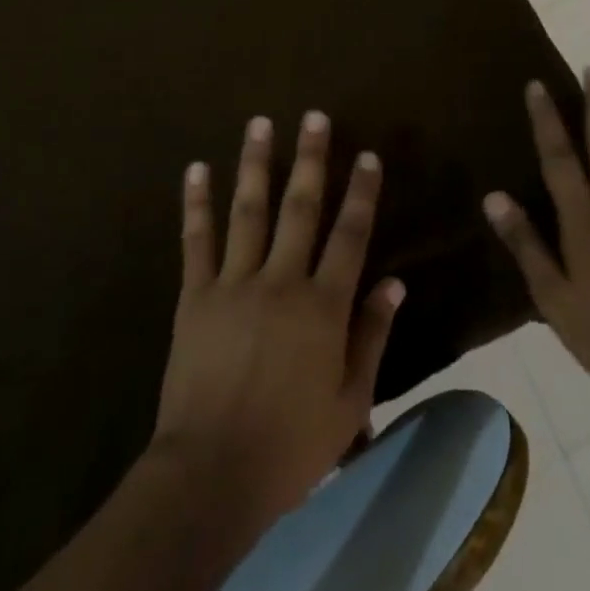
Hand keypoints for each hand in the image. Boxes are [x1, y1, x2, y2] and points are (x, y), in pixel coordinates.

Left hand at [153, 111, 404, 526]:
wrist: (213, 473)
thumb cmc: (291, 445)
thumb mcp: (350, 402)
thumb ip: (372, 337)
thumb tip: (394, 283)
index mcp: (323, 306)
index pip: (350, 236)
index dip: (361, 193)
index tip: (367, 155)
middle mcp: (281, 281)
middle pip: (300, 207)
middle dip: (311, 159)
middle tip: (315, 117)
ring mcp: (234, 283)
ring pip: (248, 210)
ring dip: (255, 163)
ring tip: (261, 123)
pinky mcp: (195, 295)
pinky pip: (196, 240)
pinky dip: (196, 202)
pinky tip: (196, 168)